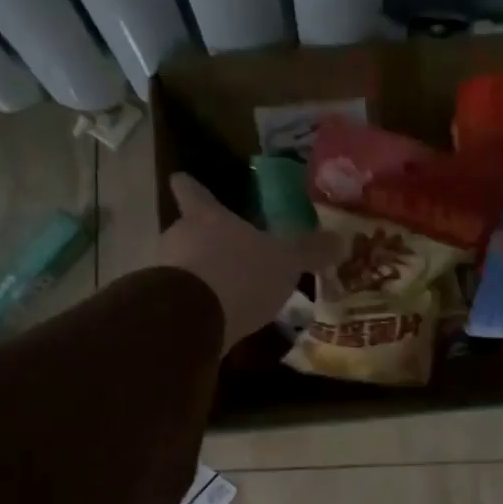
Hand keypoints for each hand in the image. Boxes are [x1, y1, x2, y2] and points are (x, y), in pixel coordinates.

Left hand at [157, 174, 340, 352]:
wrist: (191, 319)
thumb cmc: (240, 274)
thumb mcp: (285, 261)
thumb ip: (309, 250)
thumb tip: (339, 240)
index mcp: (207, 217)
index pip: (191, 191)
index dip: (191, 187)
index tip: (183, 181)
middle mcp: (179, 237)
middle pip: (188, 231)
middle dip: (206, 242)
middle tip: (231, 255)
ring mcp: (164, 272)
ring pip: (183, 266)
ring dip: (202, 278)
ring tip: (229, 296)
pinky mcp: (163, 307)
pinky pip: (183, 300)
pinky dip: (198, 307)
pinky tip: (219, 322)